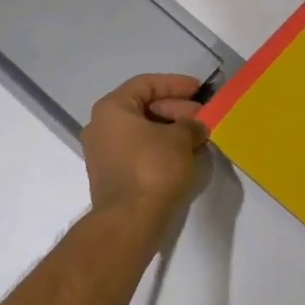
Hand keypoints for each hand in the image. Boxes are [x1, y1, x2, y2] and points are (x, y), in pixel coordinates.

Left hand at [82, 74, 207, 216]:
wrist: (130, 220)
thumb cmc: (153, 168)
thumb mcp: (180, 139)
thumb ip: (191, 124)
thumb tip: (195, 127)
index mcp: (112, 108)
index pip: (146, 84)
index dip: (176, 84)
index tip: (200, 90)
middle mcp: (101, 126)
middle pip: (144, 107)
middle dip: (176, 109)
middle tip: (203, 118)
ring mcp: (103, 152)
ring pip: (142, 130)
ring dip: (171, 130)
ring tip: (198, 137)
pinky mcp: (111, 173)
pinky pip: (139, 149)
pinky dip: (161, 147)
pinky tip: (184, 154)